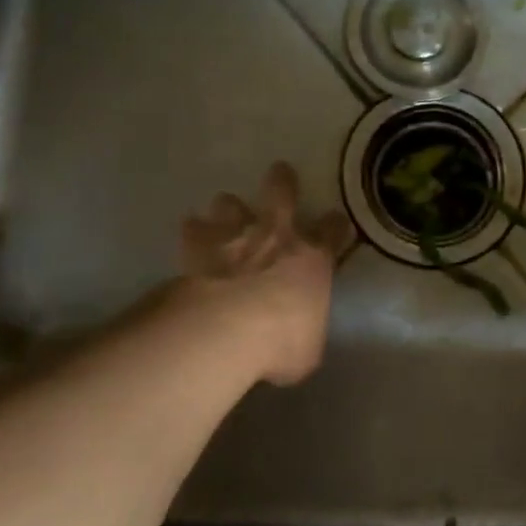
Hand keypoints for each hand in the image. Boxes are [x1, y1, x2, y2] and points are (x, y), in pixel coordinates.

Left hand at [179, 163, 353, 385]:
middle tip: (280, 174)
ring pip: (230, 203)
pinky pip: (193, 229)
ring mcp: (235, 235)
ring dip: (228, 209)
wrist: (224, 331)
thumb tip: (298, 338)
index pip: (334, 230)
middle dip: (282, 181)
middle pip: (282, 191)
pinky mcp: (197, 247)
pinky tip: (190, 235)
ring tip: (224, 216)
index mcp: (313, 259)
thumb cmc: (280, 342)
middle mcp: (277, 236)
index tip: (335, 225)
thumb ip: (305, 334)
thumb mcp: (306, 351)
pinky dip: (193, 231)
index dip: (335, 226)